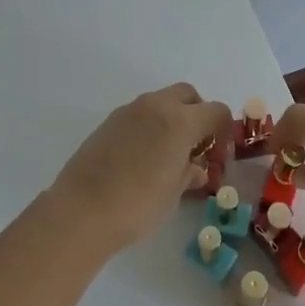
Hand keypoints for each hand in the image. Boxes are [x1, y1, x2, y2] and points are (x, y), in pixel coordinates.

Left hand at [48, 84, 232, 252]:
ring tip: (167, 153)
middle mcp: (156, 106)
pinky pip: (139, 114)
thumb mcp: (173, 194)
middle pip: (187, 95)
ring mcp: (129, 111)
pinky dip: (149, 125)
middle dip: (197, 114)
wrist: (81, 211)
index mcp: (180, 121)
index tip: (217, 153)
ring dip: (171, 118)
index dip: (223, 130)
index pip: (216, 110)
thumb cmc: (138, 205)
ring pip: (161, 101)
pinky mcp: (108, 121)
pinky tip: (142, 156)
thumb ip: (188, 174)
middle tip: (195, 145)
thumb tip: (195, 168)